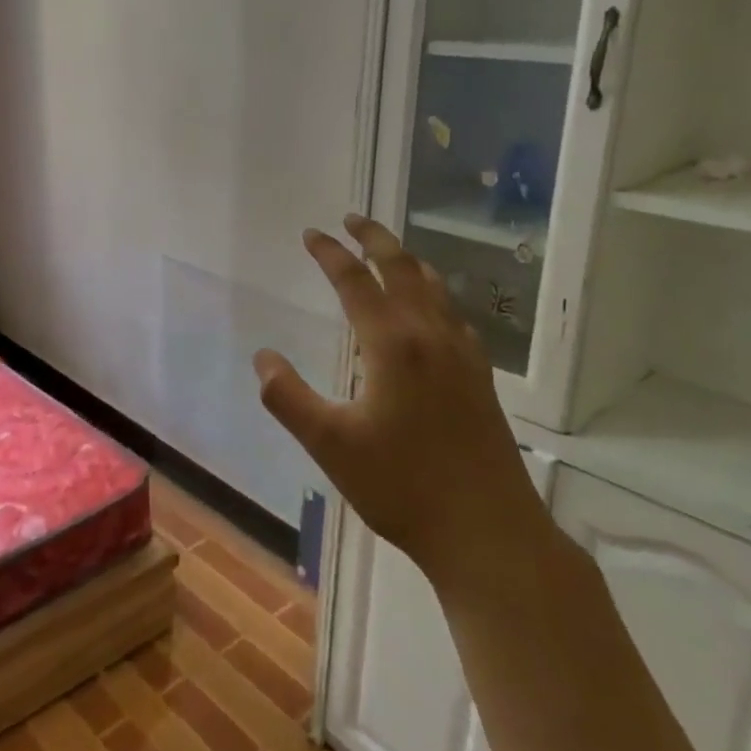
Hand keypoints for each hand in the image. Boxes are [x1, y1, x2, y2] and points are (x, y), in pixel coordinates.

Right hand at [252, 213, 542, 587]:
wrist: (488, 531)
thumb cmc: (401, 486)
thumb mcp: (329, 444)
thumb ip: (288, 397)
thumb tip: (263, 358)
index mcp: (392, 344)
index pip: (355, 282)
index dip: (330, 254)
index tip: (311, 233)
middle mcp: (431, 336)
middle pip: (403, 269)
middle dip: (375, 239)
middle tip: (352, 219)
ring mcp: (463, 355)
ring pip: (435, 288)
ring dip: (407, 262)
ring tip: (388, 252)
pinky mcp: (480, 377)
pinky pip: (454, 315)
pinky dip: (434, 294)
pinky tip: (432, 310)